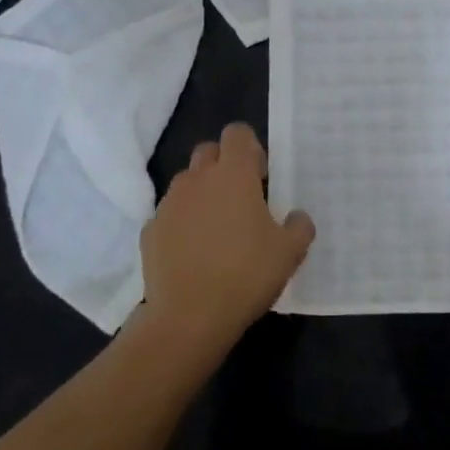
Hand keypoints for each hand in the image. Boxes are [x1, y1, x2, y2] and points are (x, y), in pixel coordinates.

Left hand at [138, 123, 314, 357]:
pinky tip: (194, 253)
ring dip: (202, 194)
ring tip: (217, 229)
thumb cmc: (245, 275)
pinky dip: (182, 223)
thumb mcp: (290, 253)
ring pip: (187, 182)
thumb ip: (299, 226)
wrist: (188, 317)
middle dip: (224, 165)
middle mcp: (197, 179)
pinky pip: (170, 214)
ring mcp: (169, 204)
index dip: (250, 148)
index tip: (261, 177)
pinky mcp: (150, 230)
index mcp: (233, 175)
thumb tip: (296, 216)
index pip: (237, 133)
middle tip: (241, 199)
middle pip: (208, 151)